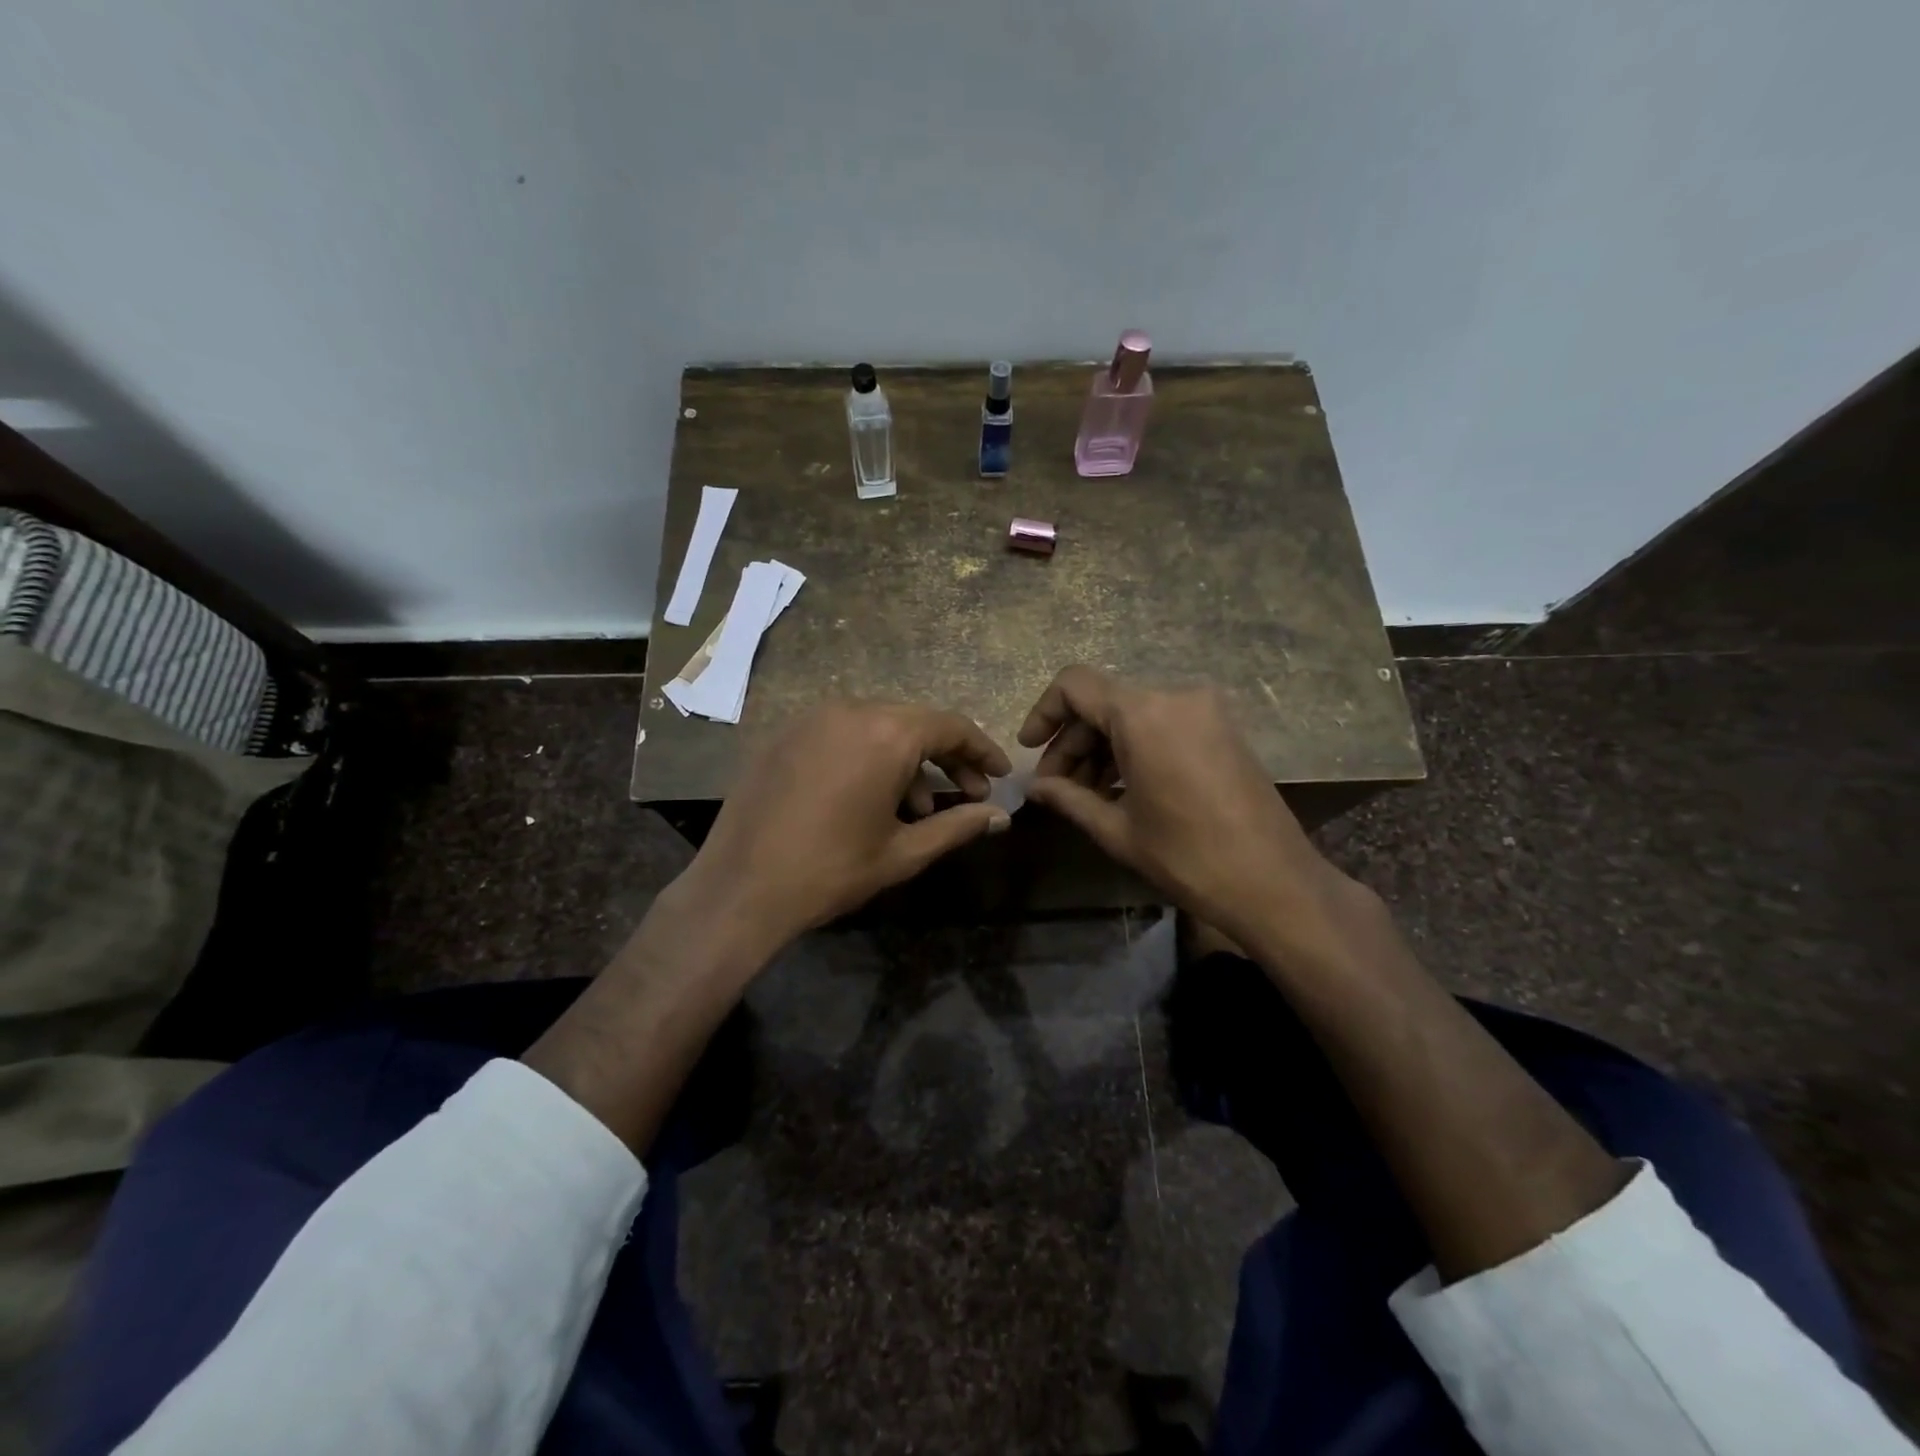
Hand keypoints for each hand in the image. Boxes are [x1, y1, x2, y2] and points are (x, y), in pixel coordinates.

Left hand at [680, 700, 1012, 953]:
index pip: (951, 727)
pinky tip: (871, 798)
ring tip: (918, 809)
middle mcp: (850, 710)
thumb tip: (1000, 816)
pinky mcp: (785, 735)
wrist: (740, 889)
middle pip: (915, 723)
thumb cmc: (831, 871)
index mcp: (886, 734)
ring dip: (907, 761)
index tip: (999, 775)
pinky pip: (842, 735)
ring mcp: (812, 719)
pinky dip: (868, 757)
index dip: (982, 750)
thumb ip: (958, 826)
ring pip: (878, 728)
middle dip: (946, 757)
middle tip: (967, 794)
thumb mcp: (903, 852)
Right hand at [1019, 666, 1351, 961]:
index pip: (1075, 685)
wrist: (1274, 883)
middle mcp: (1176, 697)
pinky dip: (1135, 747)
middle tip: (1055, 786)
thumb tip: (1034, 787)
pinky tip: (1122, 787)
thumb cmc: (1187, 857)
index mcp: (1143, 714)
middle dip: (1073, 741)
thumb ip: (1068, 797)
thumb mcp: (1117, 829)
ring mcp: (1206, 711)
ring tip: (1085, 793)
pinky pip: (1163, 724)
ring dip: (1103, 747)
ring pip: (1133, 714)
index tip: (1030, 749)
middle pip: (1104, 703)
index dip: (1044, 712)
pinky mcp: (1223, 729)